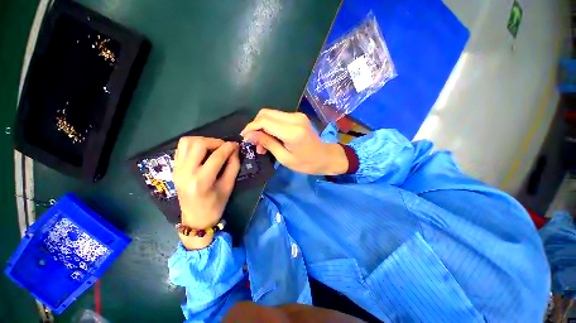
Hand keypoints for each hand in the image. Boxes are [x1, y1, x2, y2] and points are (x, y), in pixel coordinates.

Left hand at [173, 137, 239, 249]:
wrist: (196, 218)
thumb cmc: (215, 205)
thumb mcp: (229, 186)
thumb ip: (233, 166)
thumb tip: (235, 149)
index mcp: (201, 181)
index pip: (216, 156)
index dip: (228, 147)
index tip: (236, 145)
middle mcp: (185, 172)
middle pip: (198, 144)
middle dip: (215, 141)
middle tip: (224, 147)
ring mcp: (177, 169)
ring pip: (187, 142)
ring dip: (203, 141)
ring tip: (214, 148)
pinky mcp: (174, 168)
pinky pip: (182, 148)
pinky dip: (194, 145)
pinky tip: (203, 152)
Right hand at [241, 109, 347, 174]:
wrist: (326, 157)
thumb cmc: (307, 163)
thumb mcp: (285, 158)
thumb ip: (267, 143)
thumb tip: (249, 135)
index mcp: (292, 131)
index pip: (264, 121)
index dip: (251, 127)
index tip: (244, 137)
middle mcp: (294, 118)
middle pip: (266, 113)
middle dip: (255, 126)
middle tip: (254, 142)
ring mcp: (297, 115)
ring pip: (271, 114)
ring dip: (263, 127)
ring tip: (262, 145)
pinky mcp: (297, 117)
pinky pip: (278, 118)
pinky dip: (271, 126)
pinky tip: (270, 139)